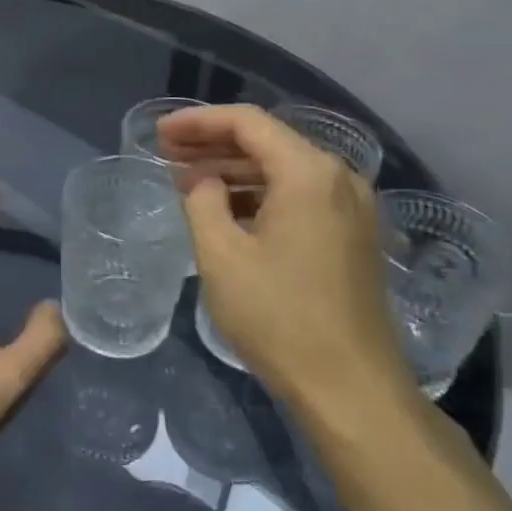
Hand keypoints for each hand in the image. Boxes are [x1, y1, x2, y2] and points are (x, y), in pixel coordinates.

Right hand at [159, 105, 414, 425]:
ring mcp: (351, 209)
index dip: (197, 121)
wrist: (351, 389)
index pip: (247, 123)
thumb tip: (204, 182)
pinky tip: (225, 209)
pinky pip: (299, 197)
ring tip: (186, 179)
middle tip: (165, 151)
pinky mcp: (352, 237)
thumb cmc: (279, 317)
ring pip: (283, 170)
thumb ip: (203, 202)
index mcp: (308, 173)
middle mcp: (338, 178)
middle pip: (267, 142)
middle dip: (213, 144)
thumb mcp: (221, 255)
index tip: (159, 131)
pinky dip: (259, 195)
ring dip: (234, 170)